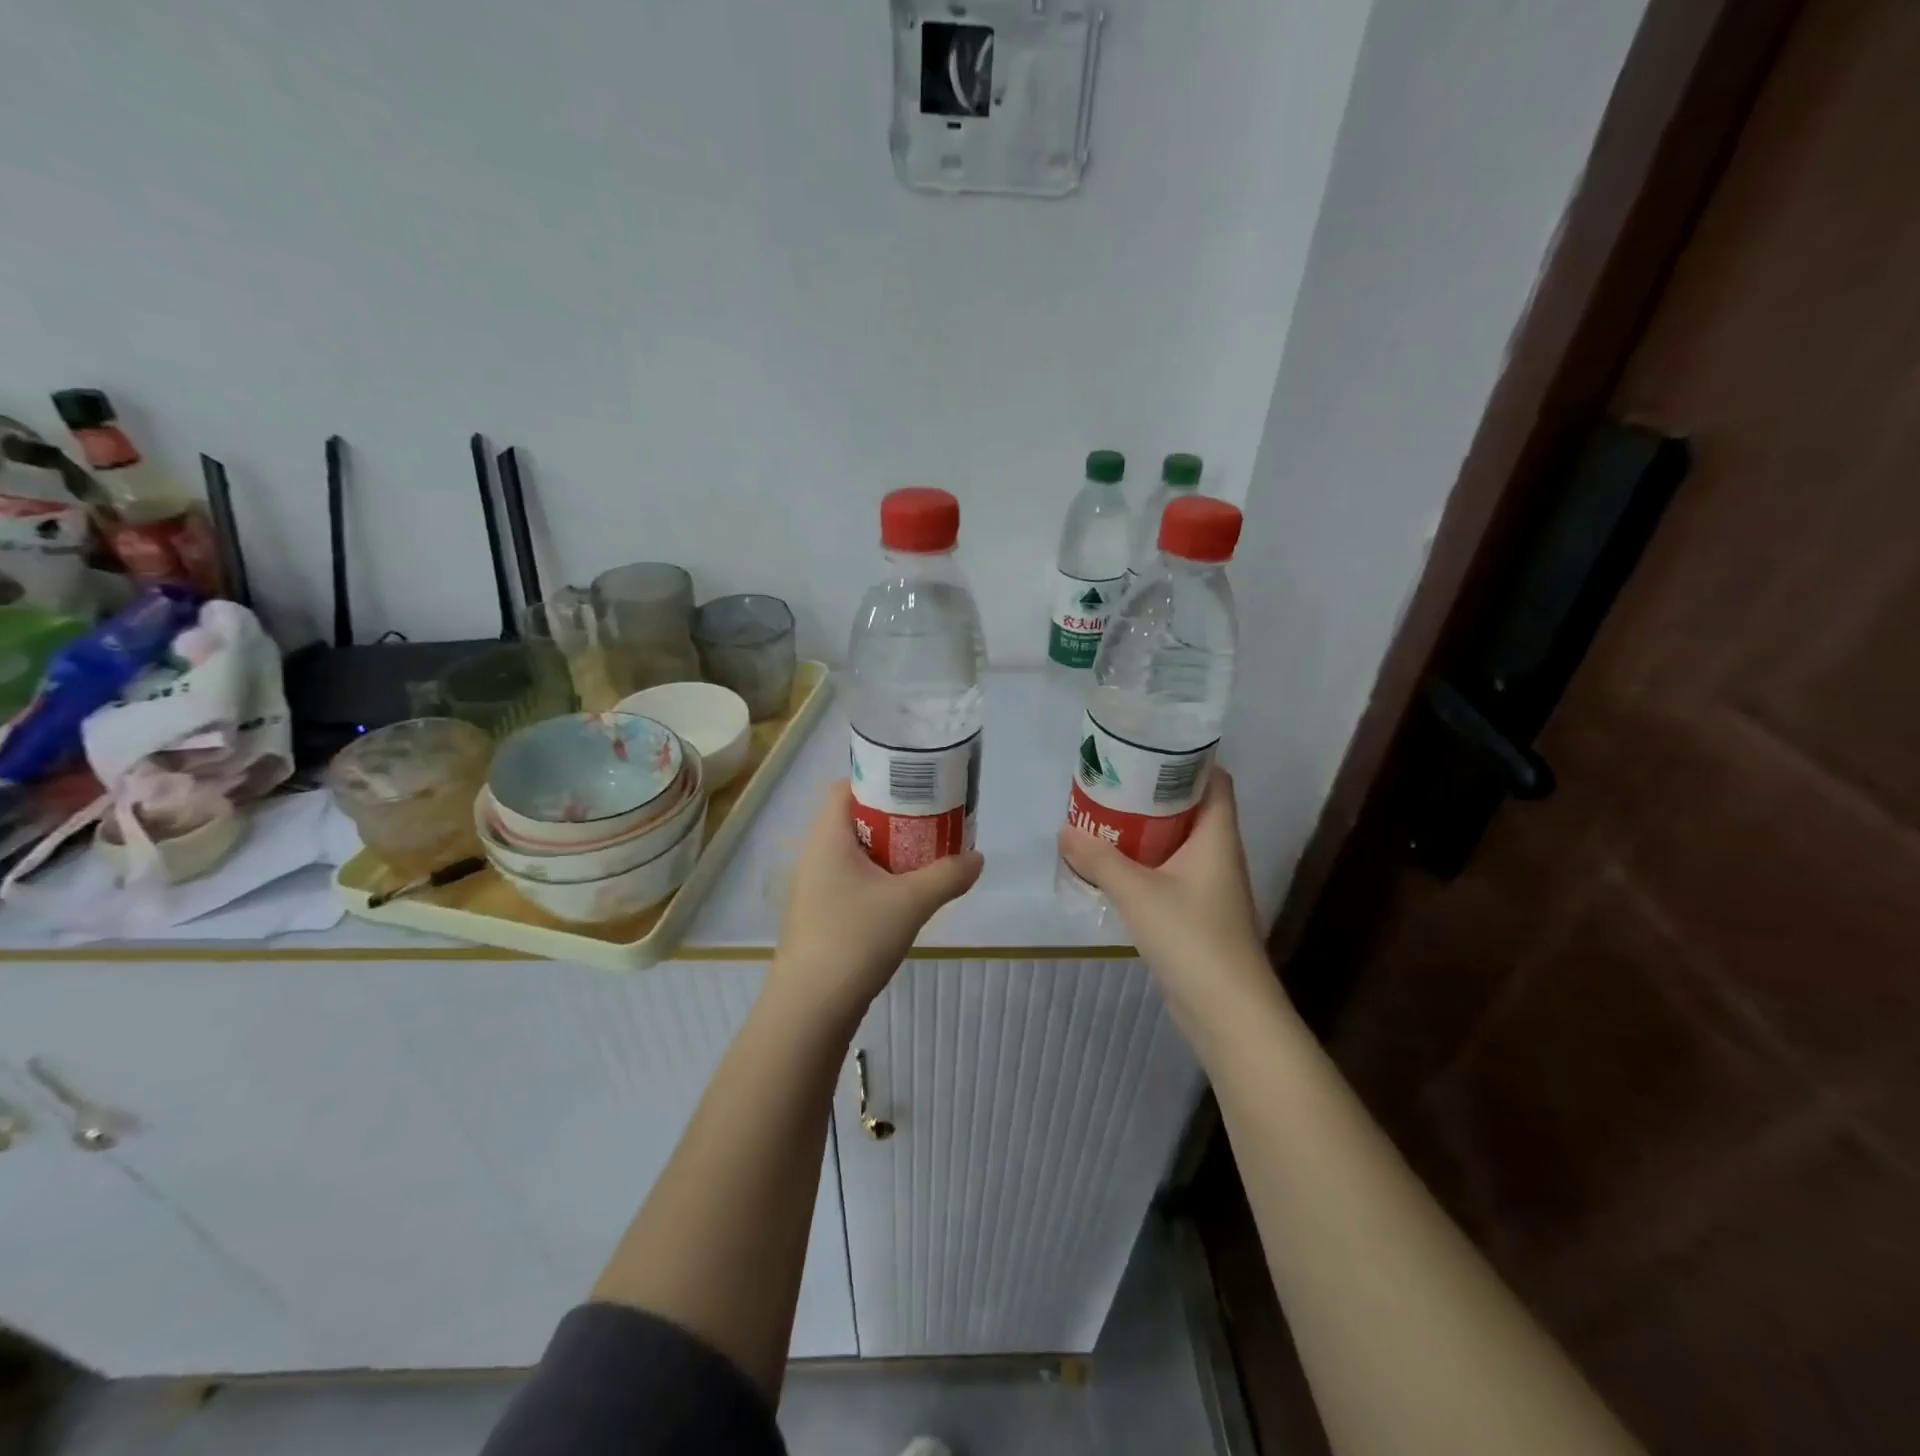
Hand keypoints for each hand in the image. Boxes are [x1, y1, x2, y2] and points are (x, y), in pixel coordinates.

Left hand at [767, 780, 984, 1029]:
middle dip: (894, 818)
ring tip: (925, 857)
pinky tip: (903, 896)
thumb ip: (948, 875)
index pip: (846, 787)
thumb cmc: (855, 938)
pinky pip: (850, 880)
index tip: (916, 788)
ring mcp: (812, 888)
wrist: (811, 1008)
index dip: (880, 780)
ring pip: (854, 853)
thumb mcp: (911, 903)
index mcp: (826, 837)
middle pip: (854, 819)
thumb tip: (978, 858)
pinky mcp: (818, 916)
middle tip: (932, 822)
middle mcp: (813, 855)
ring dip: (887, 851)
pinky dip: (877, 878)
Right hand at [1057, 769, 1271, 1023]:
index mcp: (1217, 836)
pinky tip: (1112, 866)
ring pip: (1176, 842)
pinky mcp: (1197, 913)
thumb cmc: (1192, 938)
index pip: (1214, 780)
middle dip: (1152, 793)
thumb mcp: (1138, 893)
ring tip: (1102, 817)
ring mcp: (1209, 886)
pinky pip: (1168, 872)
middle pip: (1189, 808)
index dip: (1187, 759)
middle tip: (1110, 782)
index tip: (1146, 748)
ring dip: (1144, 830)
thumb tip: (1065, 831)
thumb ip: (1100, 860)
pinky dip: (1143, 863)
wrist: (1228, 1011)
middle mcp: (1218, 854)